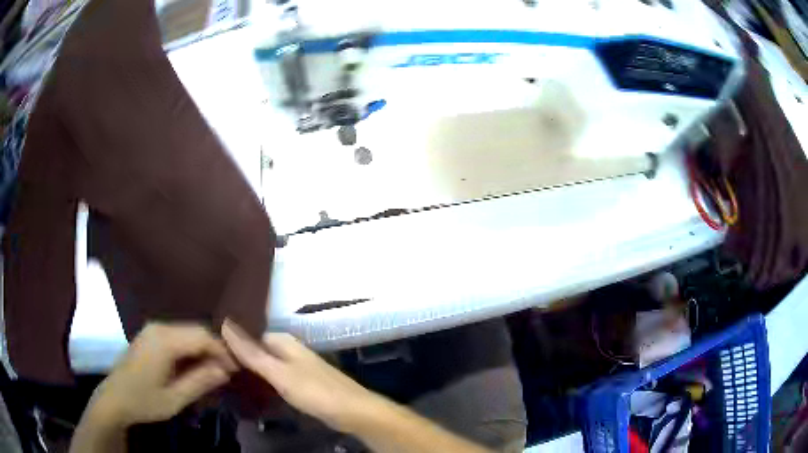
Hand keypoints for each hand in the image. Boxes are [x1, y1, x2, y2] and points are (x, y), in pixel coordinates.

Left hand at [90, 323, 236, 426]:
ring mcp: (153, 329)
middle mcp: (159, 327)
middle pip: (196, 330)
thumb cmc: (144, 401)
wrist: (114, 398)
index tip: (238, 369)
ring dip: (203, 349)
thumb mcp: (174, 398)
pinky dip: (191, 348)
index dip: (223, 350)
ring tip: (215, 370)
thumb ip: (200, 382)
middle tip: (229, 372)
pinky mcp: (150, 335)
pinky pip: (177, 336)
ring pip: (187, 332)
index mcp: (164, 340)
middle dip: (215, 349)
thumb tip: (225, 370)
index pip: (202, 336)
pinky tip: (195, 365)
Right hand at [222, 319, 381, 431]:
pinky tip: (253, 390)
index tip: (213, 353)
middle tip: (217, 368)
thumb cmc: (314, 390)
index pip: (251, 335)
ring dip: (252, 371)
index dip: (233, 343)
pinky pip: (277, 378)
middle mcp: (291, 350)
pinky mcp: (303, 384)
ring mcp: (298, 367)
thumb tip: (225, 323)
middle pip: (259, 349)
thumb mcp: (278, 372)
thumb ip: (252, 352)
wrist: (353, 411)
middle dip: (241, 358)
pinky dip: (265, 382)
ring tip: (229, 379)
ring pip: (268, 364)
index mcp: (284, 341)